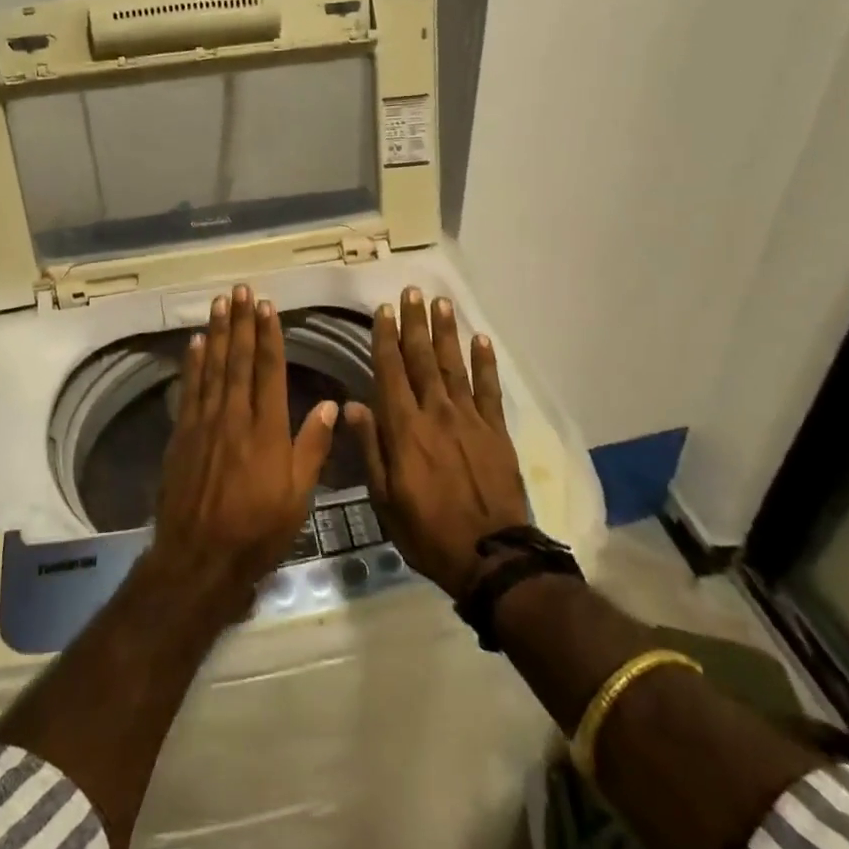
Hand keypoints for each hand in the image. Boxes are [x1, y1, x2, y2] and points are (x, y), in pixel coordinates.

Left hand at [148, 284, 338, 616]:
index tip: (266, 306)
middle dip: (240, 323)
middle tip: (239, 290)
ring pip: (212, 368)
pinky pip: (189, 390)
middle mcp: (234, 417)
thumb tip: (329, 404)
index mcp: (266, 429)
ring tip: (219, 304)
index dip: (268, 335)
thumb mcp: (298, 495)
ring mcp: (204, 424)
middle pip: (238, 360)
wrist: (200, 559)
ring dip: (217, 333)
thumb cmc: (258, 530)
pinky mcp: (182, 436)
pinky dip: (193, 364)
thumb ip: (312, 447)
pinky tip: (195, 344)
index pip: (268, 370)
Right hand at [347, 287, 527, 598]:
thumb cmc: (427, 530)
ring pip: (454, 365)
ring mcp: (469, 419)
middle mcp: (436, 413)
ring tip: (442, 302)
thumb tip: (351, 405)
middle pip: (422, 359)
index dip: (385, 339)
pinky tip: (481, 340)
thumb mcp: (385, 497)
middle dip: (415, 323)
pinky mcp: (496, 430)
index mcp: (405, 428)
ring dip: (446, 332)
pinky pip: (489, 389)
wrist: (489, 555)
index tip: (383, 310)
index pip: (391, 371)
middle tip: (412, 292)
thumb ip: (371, 447)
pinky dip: (485, 363)